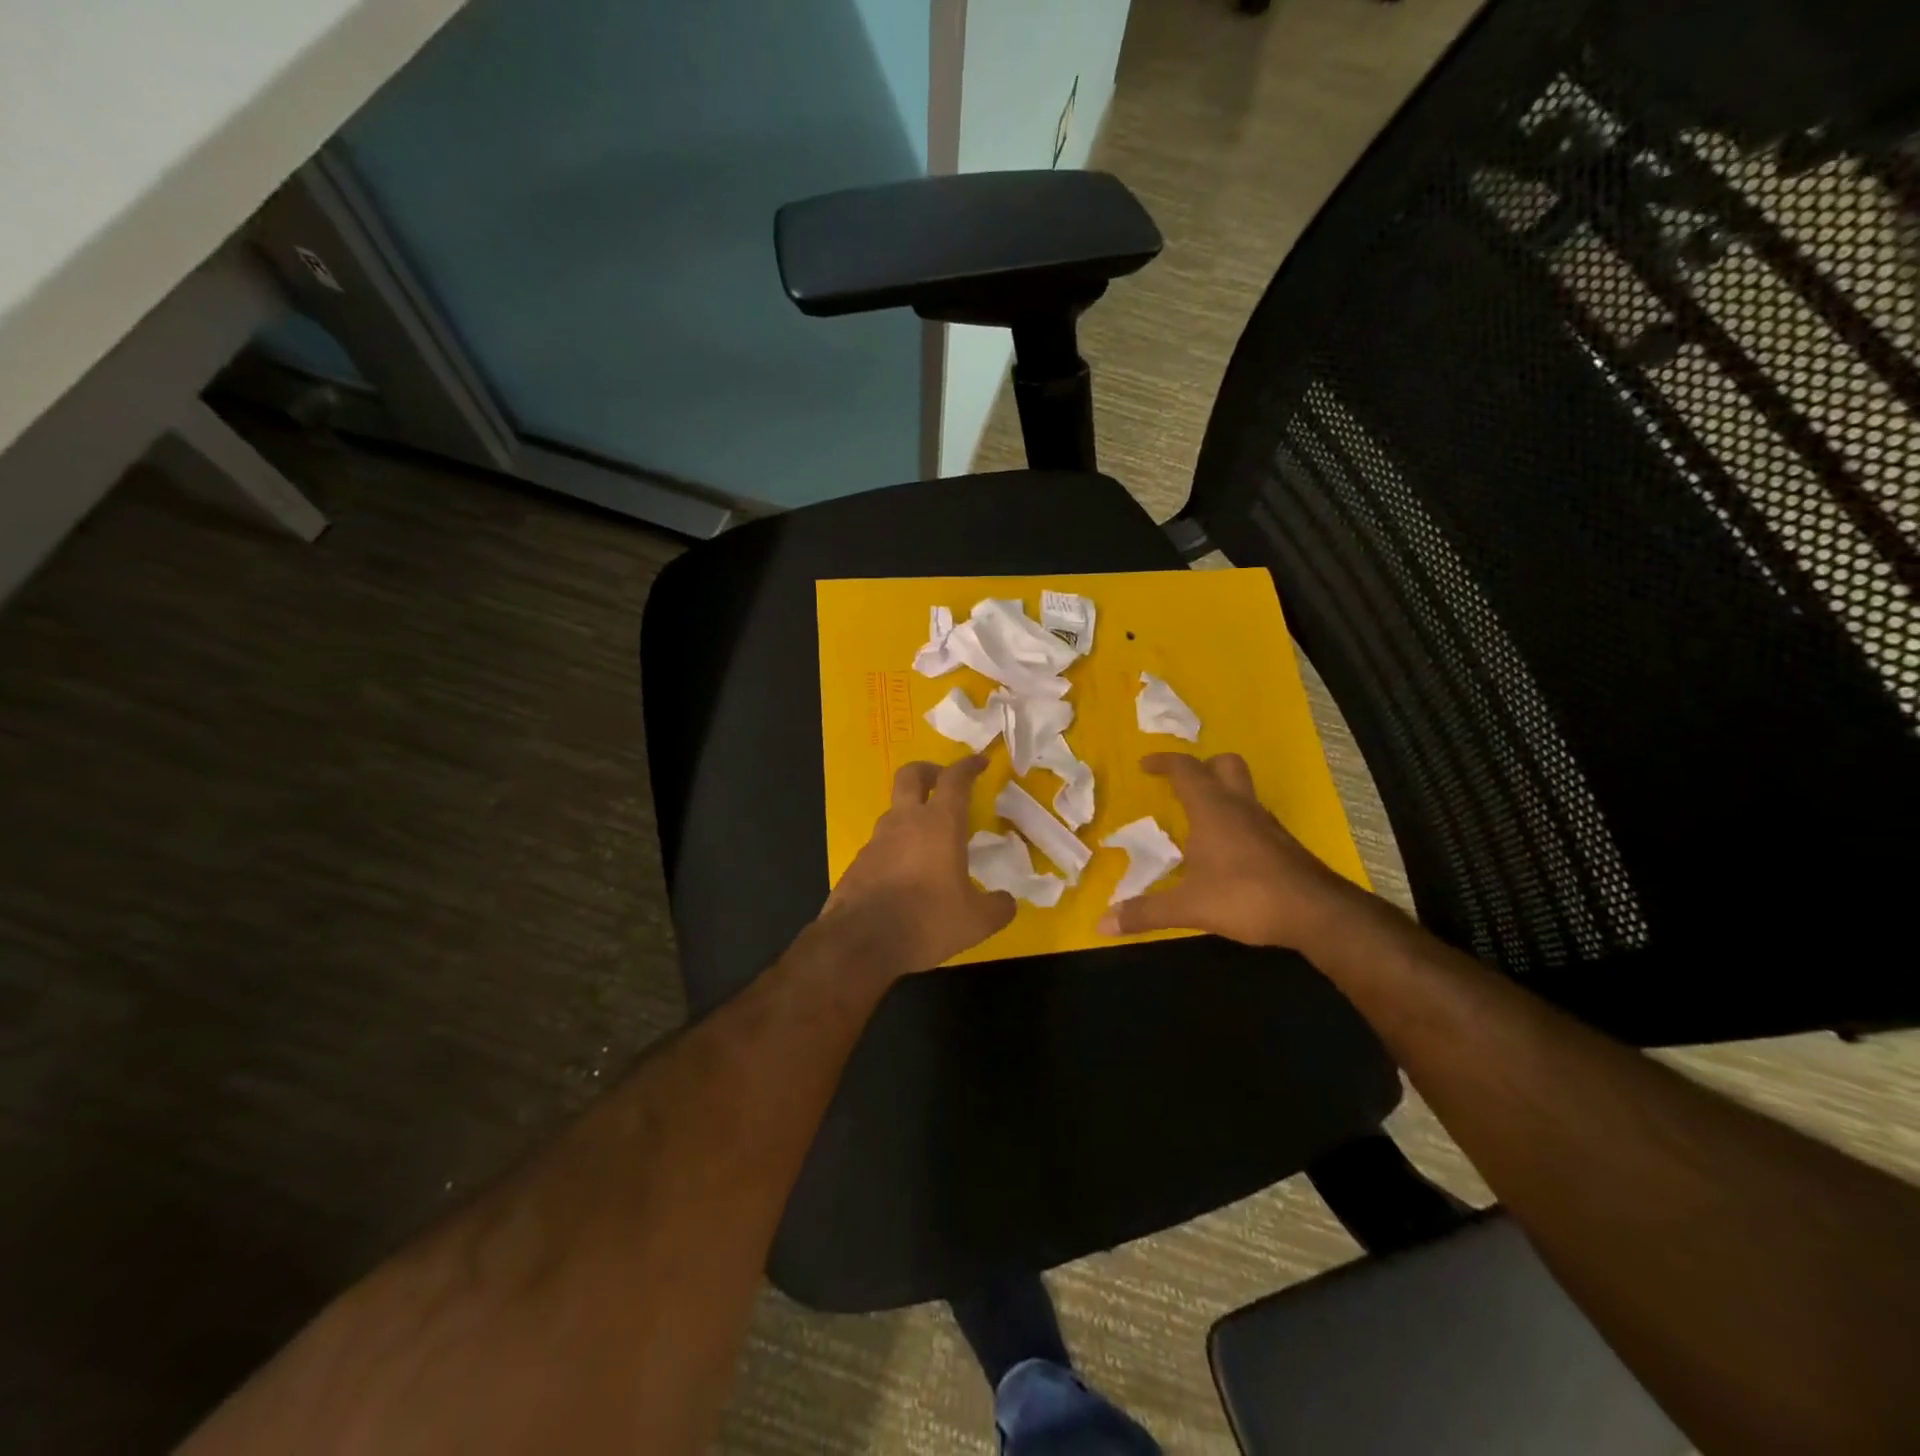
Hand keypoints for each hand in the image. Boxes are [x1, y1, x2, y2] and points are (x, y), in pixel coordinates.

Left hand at [820, 756, 1016, 976]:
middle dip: (929, 770)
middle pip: (911, 775)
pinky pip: (882, 843)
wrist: (860, 941)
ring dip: (912, 814)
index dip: (968, 765)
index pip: (955, 779)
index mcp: (939, 824)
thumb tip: (1007, 901)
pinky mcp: (859, 862)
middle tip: (943, 782)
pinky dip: (897, 847)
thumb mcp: (976, 921)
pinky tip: (908, 874)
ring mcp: (877, 840)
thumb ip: (997, 907)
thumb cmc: (925, 920)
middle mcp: (905, 822)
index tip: (979, 761)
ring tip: (930, 840)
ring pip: (895, 811)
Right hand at [1098, 752, 1364, 950]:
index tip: (1144, 766)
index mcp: (1212, 810)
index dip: (1164, 762)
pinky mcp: (1282, 844)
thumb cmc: (1245, 897)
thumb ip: (1145, 912)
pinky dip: (1236, 822)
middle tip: (1181, 786)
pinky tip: (1226, 853)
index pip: (1186, 769)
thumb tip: (1101, 923)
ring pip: (1242, 791)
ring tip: (1197, 822)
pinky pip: (1254, 818)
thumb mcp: (1188, 907)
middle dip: (1201, 767)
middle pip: (1225, 765)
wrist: (1316, 913)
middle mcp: (1240, 807)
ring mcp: (1266, 824)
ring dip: (1220, 795)